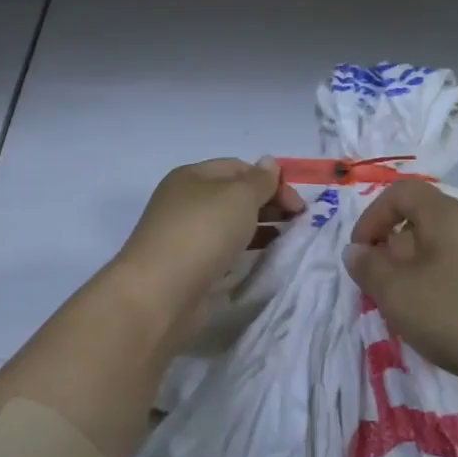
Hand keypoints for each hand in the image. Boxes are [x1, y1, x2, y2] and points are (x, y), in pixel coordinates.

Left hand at [112, 158, 304, 326]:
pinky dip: (243, 251)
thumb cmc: (202, 233)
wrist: (160, 293)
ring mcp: (184, 235)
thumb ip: (259, 180)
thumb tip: (268, 163)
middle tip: (297, 223)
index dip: (270, 181)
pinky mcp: (188, 266)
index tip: (298, 206)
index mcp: (192, 176)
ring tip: (285, 241)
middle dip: (268, 204)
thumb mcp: (238, 197)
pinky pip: (222, 250)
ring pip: (229, 224)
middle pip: (233, 196)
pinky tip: (259, 260)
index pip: (238, 167)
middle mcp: (185, 202)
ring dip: (258, 228)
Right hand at [343, 181, 457, 404]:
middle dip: (396, 254)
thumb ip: (370, 270)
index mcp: (448, 215)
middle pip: (426, 223)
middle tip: (386, 294)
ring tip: (418, 317)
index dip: (372, 217)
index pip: (402, 192)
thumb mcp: (401, 295)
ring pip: (451, 253)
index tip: (360, 254)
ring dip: (424, 278)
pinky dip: (454, 294)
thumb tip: (357, 250)